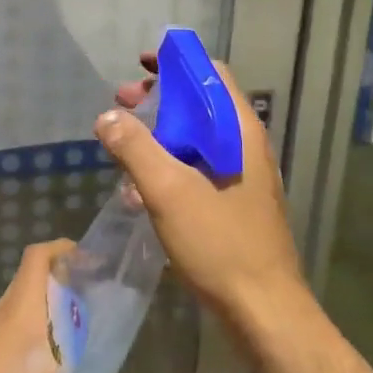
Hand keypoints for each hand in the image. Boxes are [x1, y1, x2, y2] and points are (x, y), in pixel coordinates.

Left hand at [0, 239, 122, 372]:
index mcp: (21, 314)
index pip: (37, 257)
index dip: (62, 248)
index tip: (88, 260)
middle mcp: (1, 318)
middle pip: (31, 281)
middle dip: (62, 283)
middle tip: (92, 304)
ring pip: (21, 310)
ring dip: (48, 315)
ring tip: (77, 342)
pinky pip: (11, 335)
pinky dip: (33, 340)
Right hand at [97, 56, 304, 320]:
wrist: (264, 310)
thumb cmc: (220, 243)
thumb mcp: (168, 191)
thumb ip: (135, 148)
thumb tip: (109, 116)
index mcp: (238, 129)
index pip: (210, 72)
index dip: (175, 62)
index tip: (139, 67)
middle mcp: (245, 144)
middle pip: (199, 102)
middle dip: (158, 99)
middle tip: (122, 106)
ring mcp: (242, 174)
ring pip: (196, 137)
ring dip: (159, 134)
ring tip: (124, 150)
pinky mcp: (235, 201)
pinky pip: (198, 168)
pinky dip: (170, 166)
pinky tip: (141, 190)